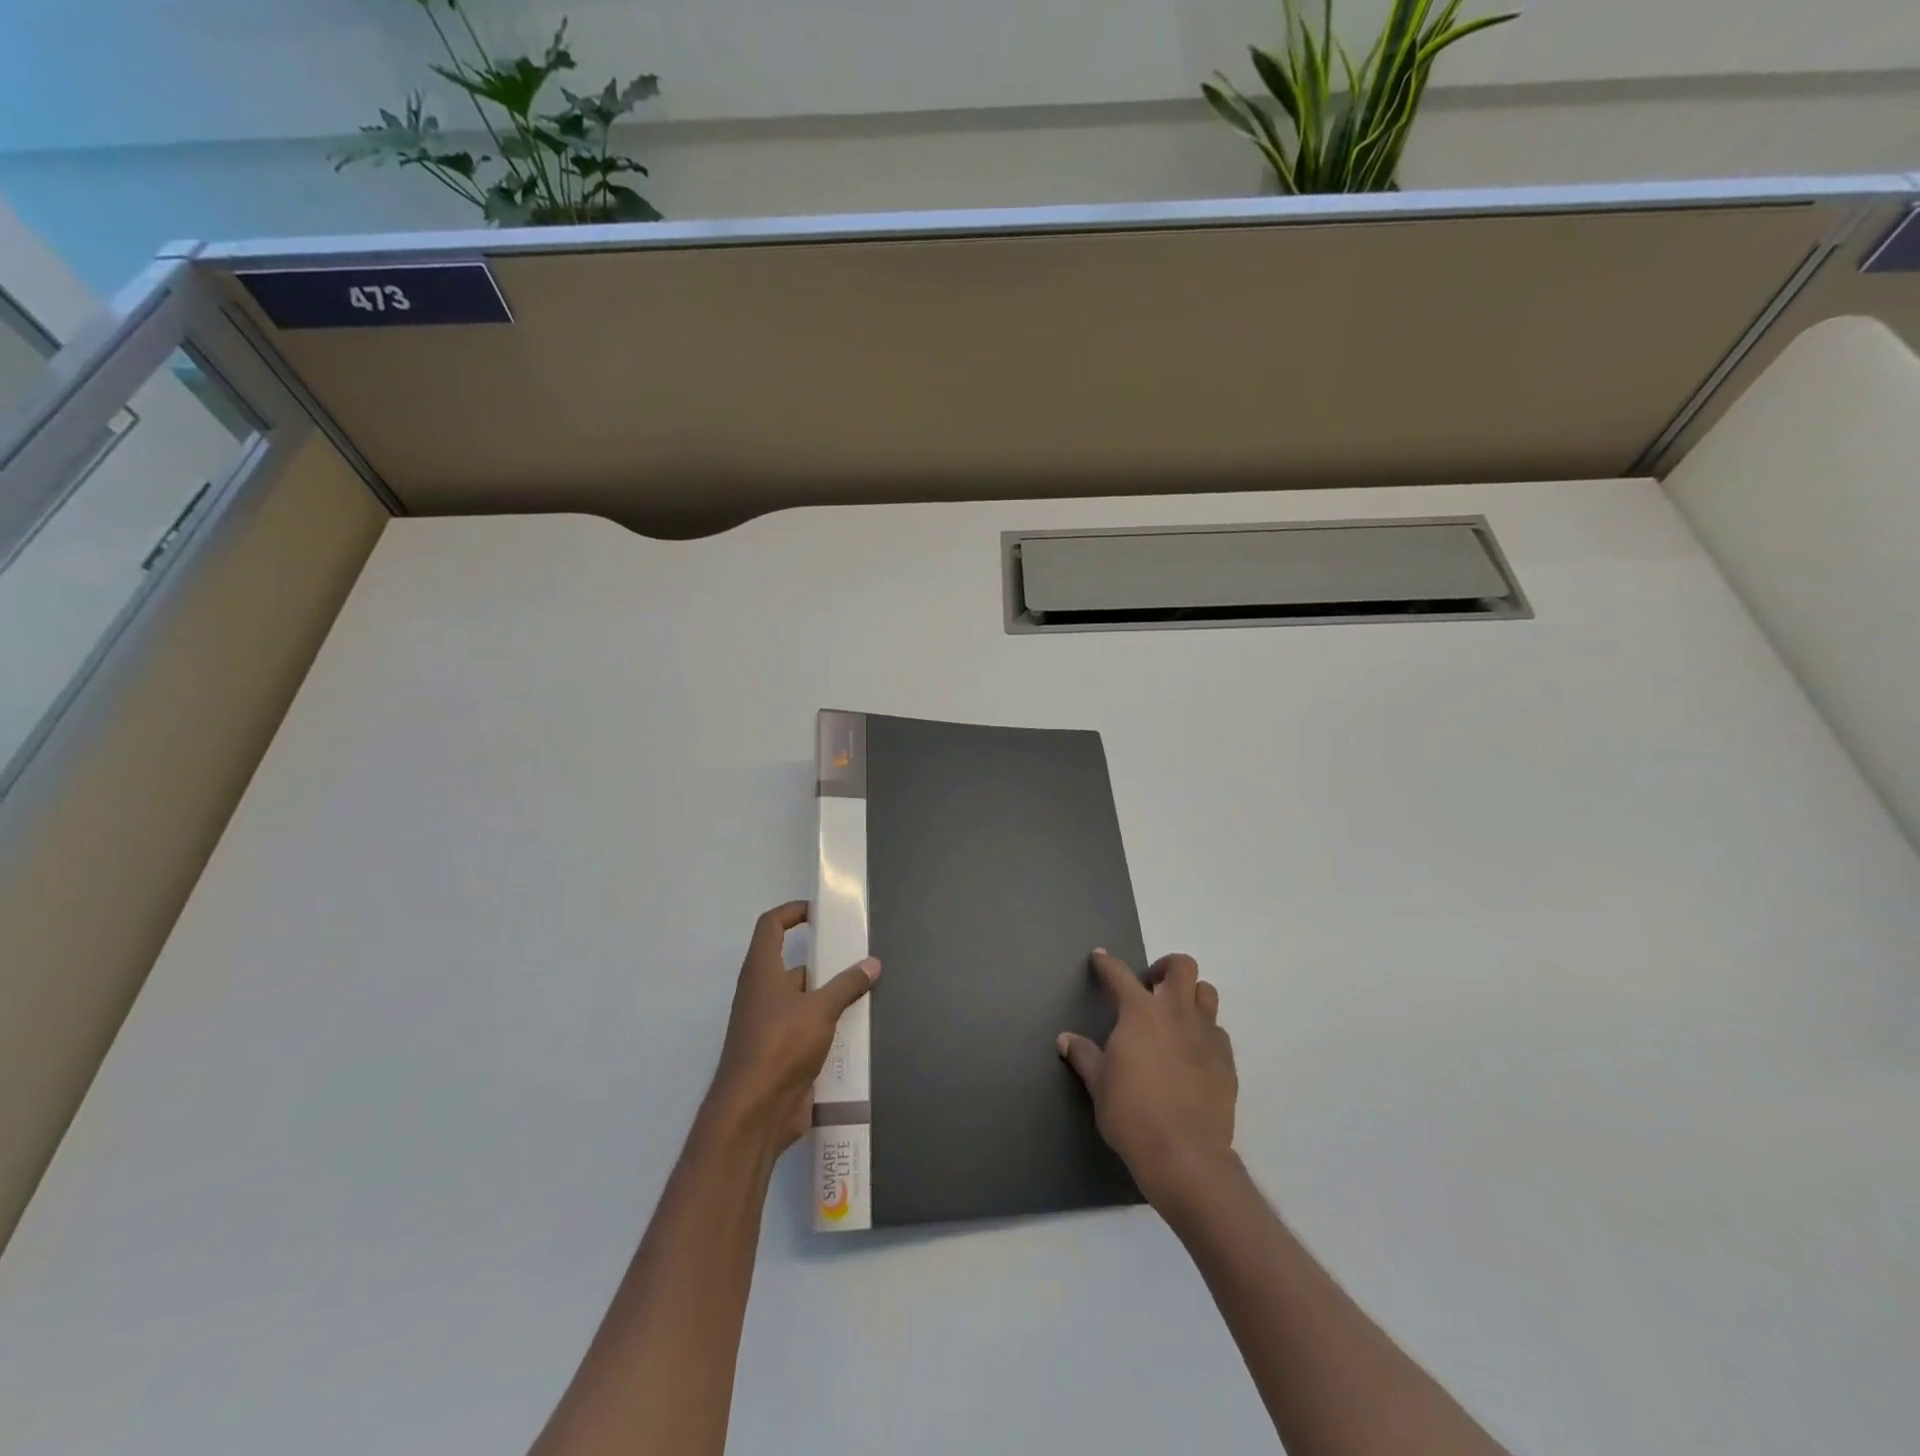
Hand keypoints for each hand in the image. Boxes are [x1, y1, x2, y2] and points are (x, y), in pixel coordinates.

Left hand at [706, 901, 879, 1153]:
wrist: (754, 1113)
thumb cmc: (780, 1046)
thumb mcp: (820, 1009)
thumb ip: (847, 985)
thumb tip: (872, 964)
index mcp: (762, 972)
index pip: (770, 926)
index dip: (792, 912)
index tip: (820, 912)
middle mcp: (761, 993)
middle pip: (792, 964)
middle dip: (825, 961)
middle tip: (859, 957)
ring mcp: (769, 1026)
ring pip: (803, 999)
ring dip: (830, 996)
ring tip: (867, 992)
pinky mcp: (780, 1054)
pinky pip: (808, 1029)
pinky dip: (829, 1026)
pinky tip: (858, 1030)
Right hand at [1058, 949, 1237, 1209]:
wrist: (1185, 1155)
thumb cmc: (1132, 1114)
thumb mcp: (1098, 1084)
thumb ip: (1084, 1056)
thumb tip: (1065, 1040)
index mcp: (1140, 1012)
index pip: (1119, 974)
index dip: (1106, 964)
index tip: (1099, 958)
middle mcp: (1176, 1013)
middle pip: (1181, 967)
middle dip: (1164, 968)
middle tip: (1150, 987)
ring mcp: (1206, 1034)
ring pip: (1206, 993)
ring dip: (1190, 995)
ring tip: (1175, 1015)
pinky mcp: (1227, 1060)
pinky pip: (1218, 1031)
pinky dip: (1204, 1031)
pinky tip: (1192, 1053)